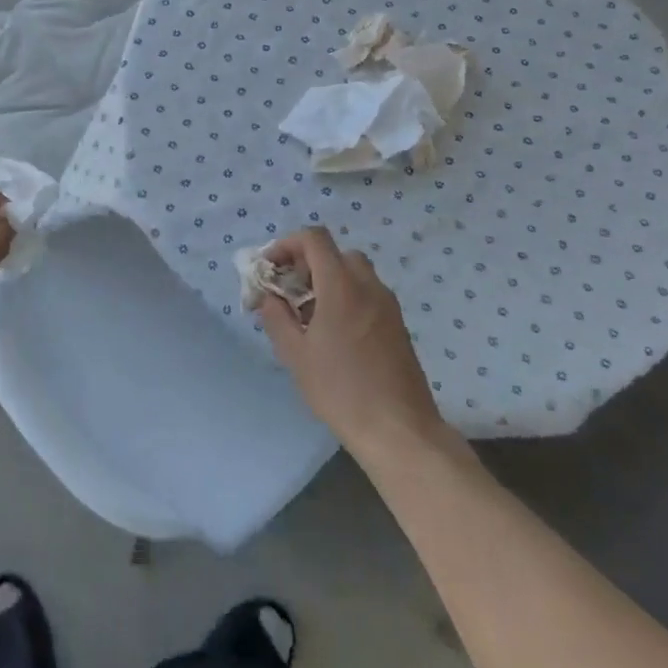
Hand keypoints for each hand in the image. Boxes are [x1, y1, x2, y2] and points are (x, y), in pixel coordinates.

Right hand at [256, 227, 449, 456]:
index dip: (287, 244)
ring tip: (309, 315)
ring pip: (354, 273)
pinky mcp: (397, 325)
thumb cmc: (340, 389)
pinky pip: (367, 294)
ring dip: (328, 280)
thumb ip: (276, 316)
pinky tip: (334, 333)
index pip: (314, 238)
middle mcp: (368, 286)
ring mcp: (388, 305)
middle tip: (290, 291)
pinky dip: (346, 297)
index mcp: (341, 286)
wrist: (399, 429)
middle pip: (336, 253)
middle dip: (308, 263)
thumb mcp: (295, 354)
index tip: (270, 269)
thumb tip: (268, 296)